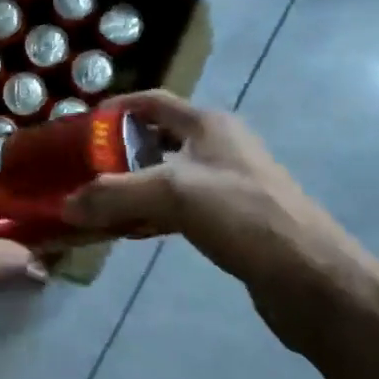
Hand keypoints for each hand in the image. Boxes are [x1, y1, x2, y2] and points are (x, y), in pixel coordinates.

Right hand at [64, 91, 376, 349]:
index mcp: (208, 124)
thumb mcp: (173, 194)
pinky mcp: (233, 219)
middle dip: (120, 150)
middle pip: (158, 138)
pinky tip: (135, 231)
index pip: (153, 101)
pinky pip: (182, 206)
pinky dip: (154, 213)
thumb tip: (65, 205)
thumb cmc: (244, 215)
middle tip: (84, 168)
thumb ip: (114, 195)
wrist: (312, 277)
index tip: (82, 125)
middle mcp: (219, 146)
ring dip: (135, 185)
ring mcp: (229, 183)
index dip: (117, 107)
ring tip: (100, 201)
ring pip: (168, 174)